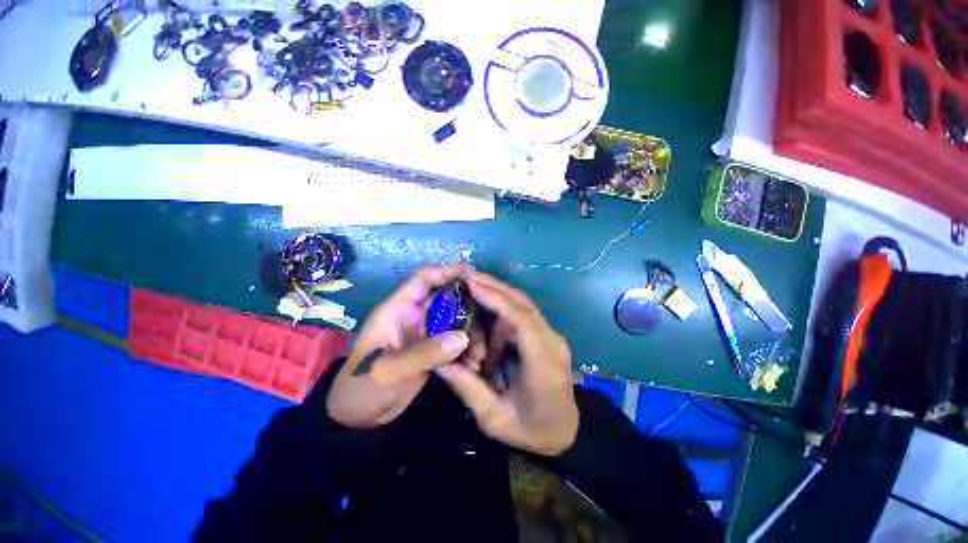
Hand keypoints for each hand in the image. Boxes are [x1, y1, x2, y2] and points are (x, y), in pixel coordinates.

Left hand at [326, 265, 485, 427]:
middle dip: (468, 308)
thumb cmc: (361, 387)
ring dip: (469, 333)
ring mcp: (424, 334)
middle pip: (446, 300)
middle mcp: (414, 317)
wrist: (357, 418)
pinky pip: (454, 341)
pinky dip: (465, 349)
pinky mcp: (432, 350)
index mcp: (398, 310)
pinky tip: (474, 363)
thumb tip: (463, 338)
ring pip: (454, 322)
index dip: (446, 271)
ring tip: (480, 354)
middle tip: (489, 318)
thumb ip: (425, 353)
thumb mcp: (388, 370)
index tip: (472, 273)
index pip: (423, 280)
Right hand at [434, 272, 578, 455]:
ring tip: (472, 298)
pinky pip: (523, 317)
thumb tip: (440, 362)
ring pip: (523, 307)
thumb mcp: (494, 419)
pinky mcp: (547, 337)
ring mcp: (553, 338)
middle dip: (496, 288)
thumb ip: (467, 389)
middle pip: (525, 305)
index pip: (523, 322)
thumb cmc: (532, 430)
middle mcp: (553, 344)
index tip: (473, 285)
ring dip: (497, 301)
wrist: (566, 432)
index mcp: (543, 366)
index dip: (498, 300)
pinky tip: (486, 325)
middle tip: (468, 277)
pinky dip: (503, 314)